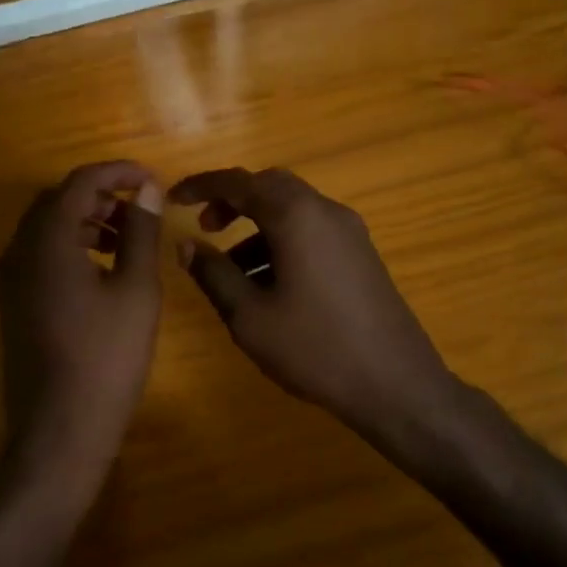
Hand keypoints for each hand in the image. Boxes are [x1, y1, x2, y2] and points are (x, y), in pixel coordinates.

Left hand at [0, 161, 162, 475]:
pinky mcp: (12, 304)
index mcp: (46, 240)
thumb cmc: (106, 358)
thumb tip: (145, 190)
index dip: (118, 173)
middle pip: (57, 200)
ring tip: (126, 239)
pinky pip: (39, 256)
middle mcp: (18, 251)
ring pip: (46, 228)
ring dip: (85, 221)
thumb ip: (140, 233)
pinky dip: (70, 247)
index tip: (152, 180)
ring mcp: (10, 280)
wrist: (58, 430)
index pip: (80, 182)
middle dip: (100, 195)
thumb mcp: (135, 291)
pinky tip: (101, 270)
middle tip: (141, 209)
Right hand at [169, 168, 460, 456]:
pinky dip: (282, 242)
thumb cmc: (314, 347)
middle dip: (233, 202)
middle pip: (270, 187)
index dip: (201, 186)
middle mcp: (326, 211)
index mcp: (296, 216)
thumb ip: (213, 274)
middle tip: (204, 228)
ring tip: (230, 271)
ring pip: (293, 211)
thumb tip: (186, 244)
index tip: (172, 199)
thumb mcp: (249, 316)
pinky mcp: (361, 255)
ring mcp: (350, 233)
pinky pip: (312, 232)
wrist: (395, 383)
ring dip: (257, 227)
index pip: (238, 182)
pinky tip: (268, 286)